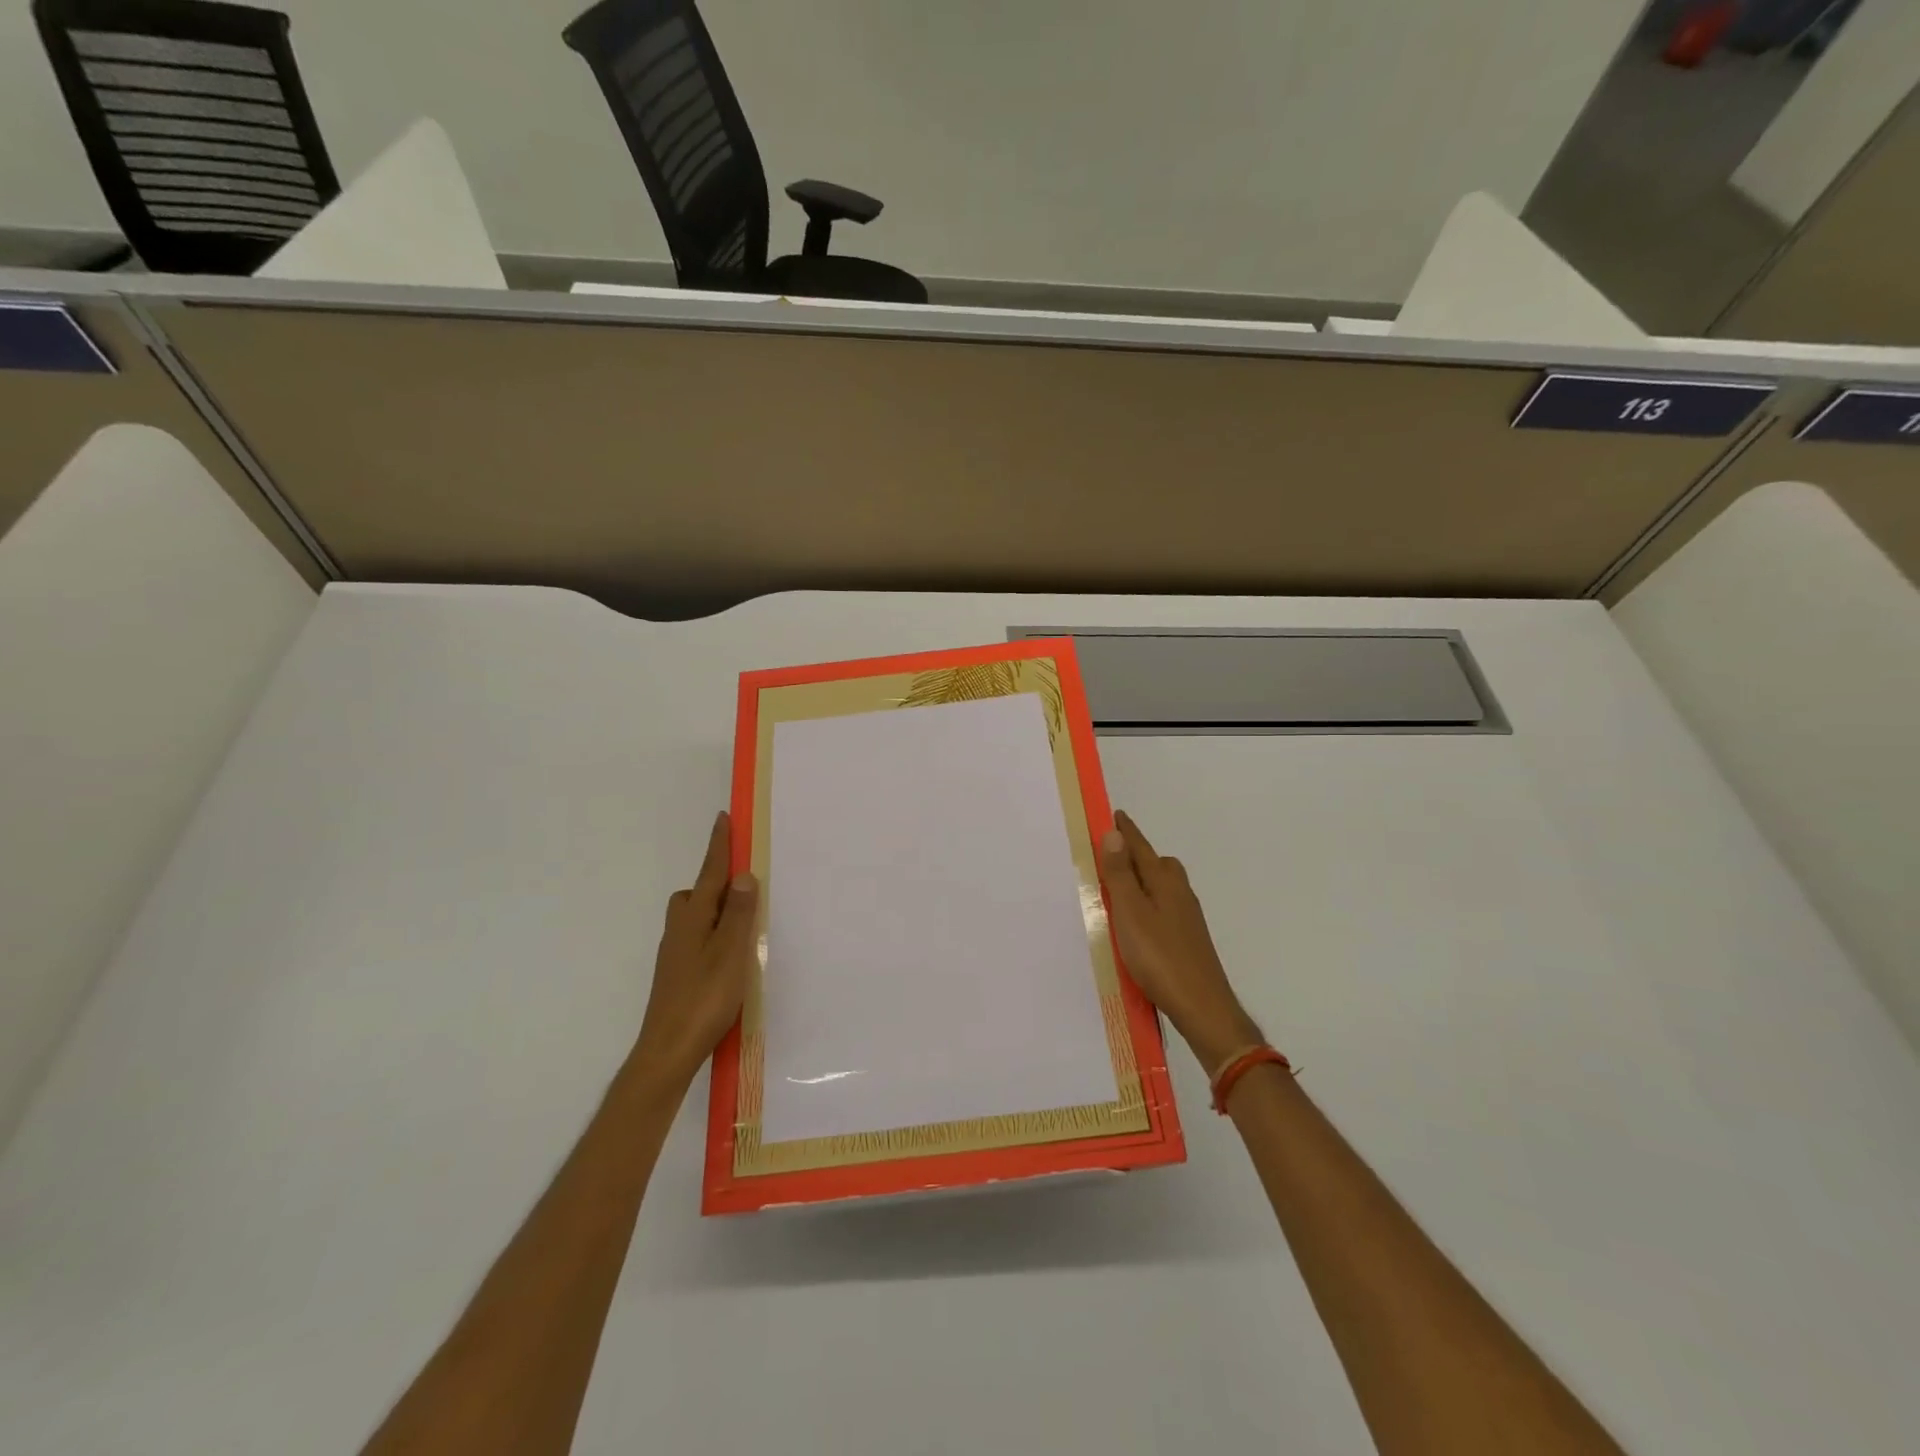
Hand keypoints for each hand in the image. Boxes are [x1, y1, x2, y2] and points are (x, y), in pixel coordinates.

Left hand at [633, 812, 758, 1088]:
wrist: (667, 1051)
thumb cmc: (704, 998)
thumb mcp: (730, 952)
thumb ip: (738, 914)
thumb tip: (742, 875)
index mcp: (693, 919)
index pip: (710, 873)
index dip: (719, 846)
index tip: (723, 818)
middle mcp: (680, 930)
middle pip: (696, 894)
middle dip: (716, 882)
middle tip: (744, 885)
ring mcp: (675, 954)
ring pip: (695, 919)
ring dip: (716, 912)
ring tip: (744, 925)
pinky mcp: (677, 975)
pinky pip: (698, 940)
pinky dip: (714, 936)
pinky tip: (730, 958)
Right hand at [1101, 810, 1262, 1073]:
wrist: (1203, 1007)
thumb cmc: (1160, 958)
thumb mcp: (1131, 913)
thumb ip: (1121, 875)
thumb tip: (1114, 833)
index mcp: (1164, 883)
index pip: (1141, 848)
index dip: (1126, 832)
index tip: (1115, 814)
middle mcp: (1180, 894)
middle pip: (1159, 864)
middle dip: (1138, 854)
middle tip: (1112, 854)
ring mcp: (1187, 918)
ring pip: (1164, 886)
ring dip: (1143, 879)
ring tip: (1119, 888)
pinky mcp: (1188, 939)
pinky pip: (1165, 907)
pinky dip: (1149, 902)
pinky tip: (1138, 922)